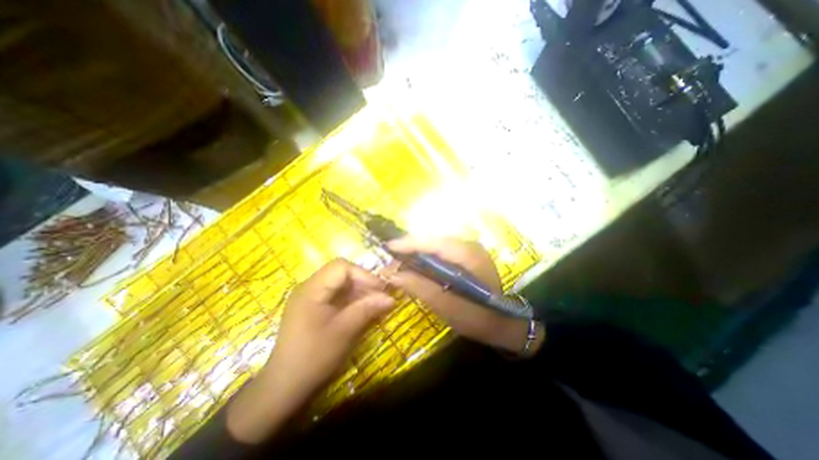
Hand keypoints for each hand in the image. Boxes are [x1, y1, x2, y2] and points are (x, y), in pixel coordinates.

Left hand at [224, 259, 395, 440]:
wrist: (284, 387)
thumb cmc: (314, 357)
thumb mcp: (344, 331)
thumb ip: (367, 309)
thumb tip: (391, 298)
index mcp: (312, 289)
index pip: (341, 267)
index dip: (363, 274)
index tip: (381, 288)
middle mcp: (310, 288)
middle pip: (341, 274)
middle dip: (363, 283)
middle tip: (381, 297)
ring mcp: (311, 298)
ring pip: (341, 284)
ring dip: (360, 292)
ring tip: (376, 304)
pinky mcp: (314, 308)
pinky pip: (336, 296)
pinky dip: (352, 300)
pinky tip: (363, 310)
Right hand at [385, 238, 541, 355]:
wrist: (503, 323)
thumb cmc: (477, 317)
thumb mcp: (446, 306)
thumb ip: (419, 287)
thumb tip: (393, 274)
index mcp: (468, 255)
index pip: (433, 242)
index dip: (409, 243)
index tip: (388, 247)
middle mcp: (469, 246)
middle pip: (433, 240)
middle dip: (410, 247)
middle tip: (391, 258)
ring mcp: (468, 250)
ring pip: (435, 244)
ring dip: (416, 251)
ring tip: (399, 261)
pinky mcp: (466, 256)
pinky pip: (440, 251)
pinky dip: (426, 256)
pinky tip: (416, 264)